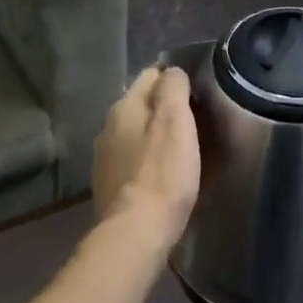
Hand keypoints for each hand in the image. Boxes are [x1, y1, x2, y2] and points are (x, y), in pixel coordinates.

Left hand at [93, 66, 199, 239]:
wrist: (135, 231)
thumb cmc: (162, 173)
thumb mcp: (175, 121)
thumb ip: (173, 88)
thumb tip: (171, 71)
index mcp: (124, 107)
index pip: (149, 75)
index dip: (174, 78)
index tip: (198, 89)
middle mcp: (107, 126)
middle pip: (141, 104)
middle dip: (164, 105)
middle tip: (195, 117)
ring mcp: (105, 156)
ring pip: (135, 131)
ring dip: (154, 133)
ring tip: (181, 144)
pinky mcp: (109, 183)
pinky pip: (132, 158)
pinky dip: (147, 157)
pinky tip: (162, 170)